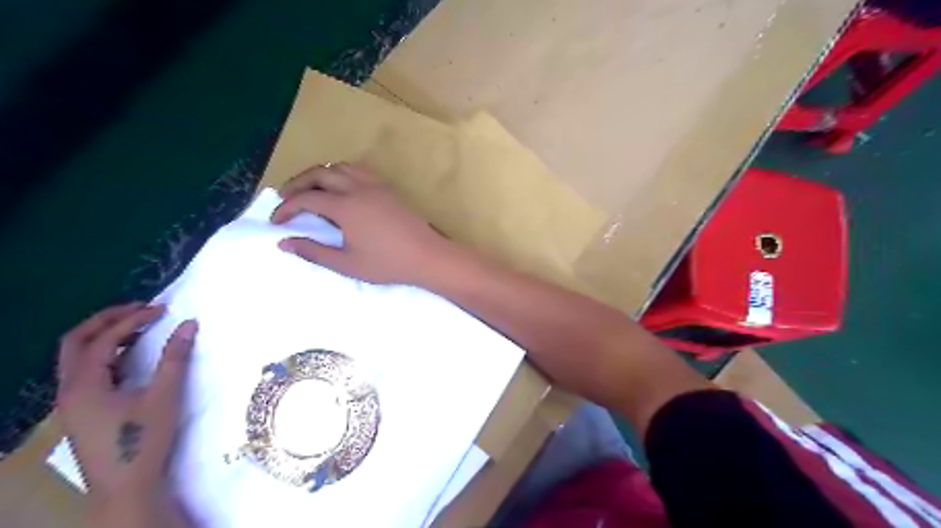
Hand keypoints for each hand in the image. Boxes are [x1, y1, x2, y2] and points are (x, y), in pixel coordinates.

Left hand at [55, 303, 195, 525]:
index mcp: (84, 384)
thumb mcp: (165, 395)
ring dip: (105, 336)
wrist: (127, 485)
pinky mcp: (82, 411)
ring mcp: (72, 402)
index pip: (104, 339)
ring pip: (78, 357)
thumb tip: (189, 323)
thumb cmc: (144, 438)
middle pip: (76, 342)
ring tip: (139, 327)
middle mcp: (69, 389)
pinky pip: (87, 372)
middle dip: (107, 320)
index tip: (163, 309)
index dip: (133, 319)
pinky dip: (107, 355)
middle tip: (141, 308)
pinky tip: (132, 356)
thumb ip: (176, 357)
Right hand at [271, 164, 452, 284]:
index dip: (286, 208)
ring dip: (319, 174)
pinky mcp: (388, 189)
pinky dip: (341, 173)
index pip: (306, 199)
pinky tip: (341, 188)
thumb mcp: (347, 264)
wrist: (427, 256)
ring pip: (340, 167)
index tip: (276, 222)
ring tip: (310, 190)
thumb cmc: (388, 264)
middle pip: (319, 174)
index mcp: (345, 207)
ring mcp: (375, 185)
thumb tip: (284, 243)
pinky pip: (358, 170)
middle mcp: (358, 188)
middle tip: (285, 199)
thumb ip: (314, 252)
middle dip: (297, 184)